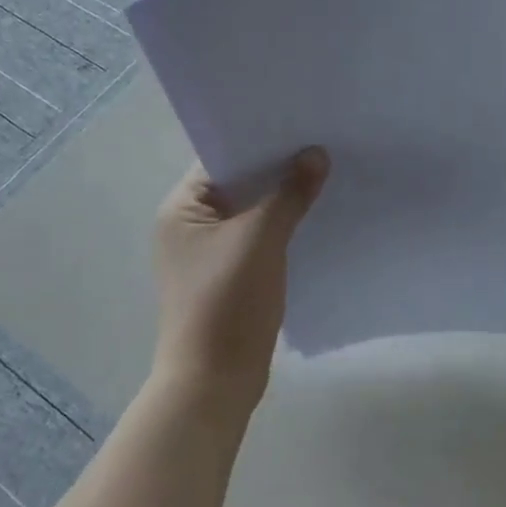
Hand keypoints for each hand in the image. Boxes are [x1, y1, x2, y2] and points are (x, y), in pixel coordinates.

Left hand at [152, 148, 329, 416]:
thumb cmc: (226, 302)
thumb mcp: (261, 239)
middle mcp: (189, 226)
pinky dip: (282, 227)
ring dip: (281, 199)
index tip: (298, 124)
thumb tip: (316, 154)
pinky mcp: (228, 275)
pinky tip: (314, 217)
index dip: (258, 141)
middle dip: (276, 169)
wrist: (214, 382)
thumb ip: (289, 194)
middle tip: (320, 144)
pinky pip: (257, 237)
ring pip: (251, 212)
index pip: (221, 158)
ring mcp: (208, 253)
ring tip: (324, 174)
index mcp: (181, 209)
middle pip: (238, 184)